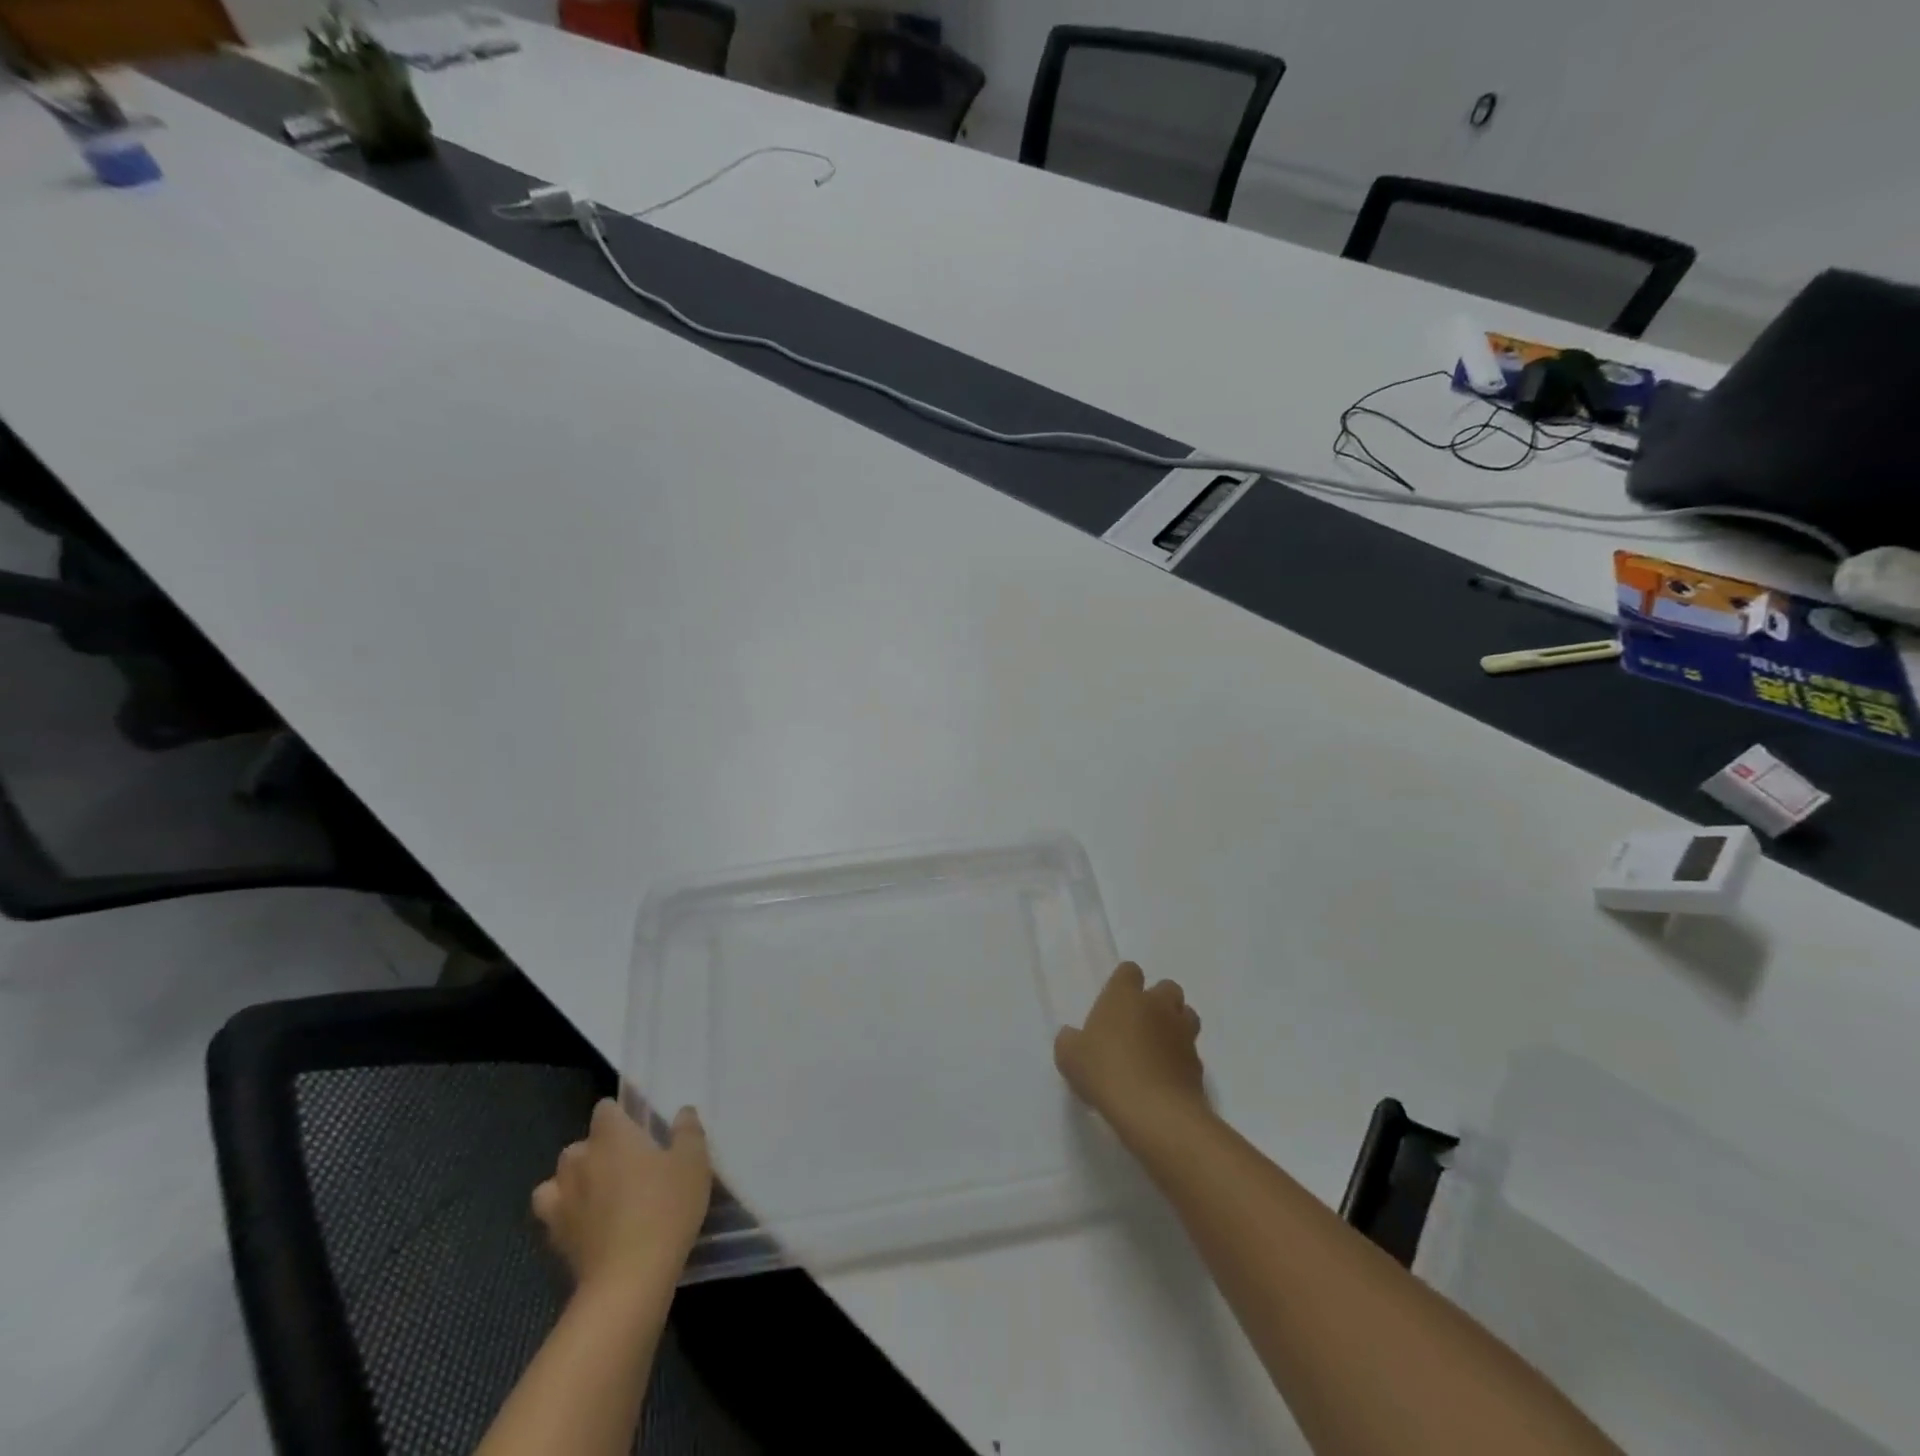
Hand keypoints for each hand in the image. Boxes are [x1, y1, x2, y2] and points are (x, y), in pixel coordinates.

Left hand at [533, 1099, 712, 1294]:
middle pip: (581, 1144)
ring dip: (575, 1180)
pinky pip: (552, 1213)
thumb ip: (688, 1131)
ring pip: (558, 1178)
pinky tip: (585, 1222)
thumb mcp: (693, 1163)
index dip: (619, 1115)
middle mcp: (581, 1160)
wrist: (629, 1279)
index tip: (638, 1128)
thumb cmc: (666, 1208)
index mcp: (613, 1136)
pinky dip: (564, 1213)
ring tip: (599, 1193)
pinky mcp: (555, 1237)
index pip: (605, 1109)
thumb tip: (683, 1112)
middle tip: (627, 1164)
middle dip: (598, 1150)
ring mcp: (562, 1200)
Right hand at [1055, 963, 1209, 1142]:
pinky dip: (1181, 1059)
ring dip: (1176, 1025)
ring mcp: (1182, 1033)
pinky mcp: (1198, 1064)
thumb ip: (1070, 1041)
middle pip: (1166, 987)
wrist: (1154, 1111)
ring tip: (1158, 1047)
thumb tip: (1072, 1037)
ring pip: (1187, 1015)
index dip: (1123, 983)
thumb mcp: (1069, 1057)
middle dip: (1158, 1001)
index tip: (1115, 1002)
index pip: (1129, 971)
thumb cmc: (1105, 1072)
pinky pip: (1191, 1052)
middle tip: (1140, 1023)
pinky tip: (1166, 1078)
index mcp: (1125, 995)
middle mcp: (1158, 1006)